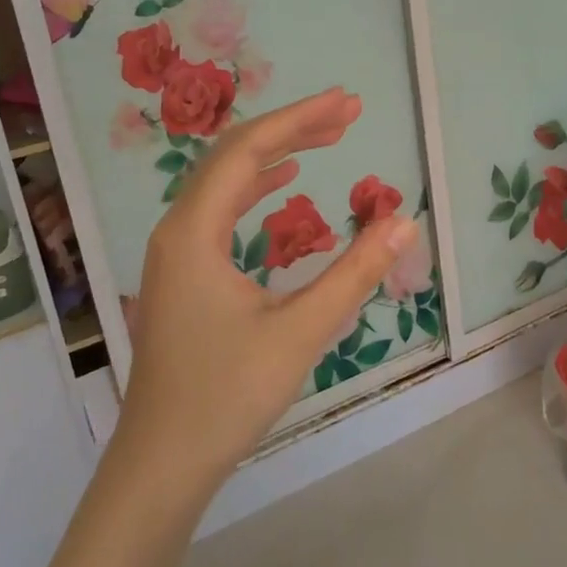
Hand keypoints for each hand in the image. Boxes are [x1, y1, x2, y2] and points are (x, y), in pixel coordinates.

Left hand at [114, 87, 416, 493]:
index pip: (248, 151)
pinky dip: (257, 185)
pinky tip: (285, 183)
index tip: (347, 101)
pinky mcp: (183, 273)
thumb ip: (353, 273)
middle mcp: (178, 228)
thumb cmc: (226, 397)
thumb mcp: (299, 332)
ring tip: (328, 137)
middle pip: (234, 155)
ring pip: (226, 180)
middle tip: (348, 113)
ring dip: (276, 153)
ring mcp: (176, 251)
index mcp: (195, 231)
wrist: (162, 464)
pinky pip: (221, 208)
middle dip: (293, 128)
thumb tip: (404, 222)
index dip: (300, 118)